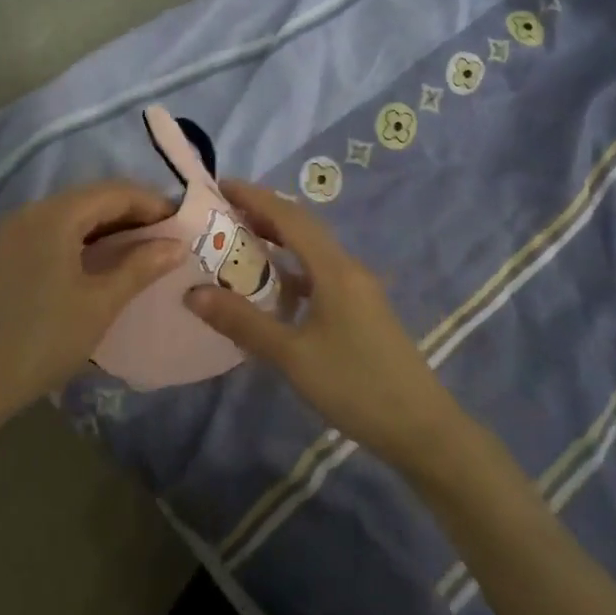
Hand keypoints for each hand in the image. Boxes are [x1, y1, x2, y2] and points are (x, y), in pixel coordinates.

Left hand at [0, 180, 183, 425]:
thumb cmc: (39, 340)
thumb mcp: (98, 304)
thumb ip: (139, 268)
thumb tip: (176, 244)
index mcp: (56, 214)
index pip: (115, 191)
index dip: (154, 203)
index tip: (186, 223)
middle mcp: (33, 212)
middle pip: (94, 198)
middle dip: (135, 214)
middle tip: (170, 238)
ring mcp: (16, 233)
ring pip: (75, 216)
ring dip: (111, 228)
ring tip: (146, 252)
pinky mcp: (8, 255)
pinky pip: (57, 233)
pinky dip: (87, 241)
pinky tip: (106, 264)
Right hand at [185, 181, 462, 470]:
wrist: (422, 429)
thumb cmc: (355, 386)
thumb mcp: (292, 356)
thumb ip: (243, 322)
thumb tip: (193, 292)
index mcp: (334, 270)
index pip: (290, 217)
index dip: (255, 197)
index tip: (220, 185)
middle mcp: (349, 269)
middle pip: (303, 229)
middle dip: (263, 214)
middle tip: (222, 214)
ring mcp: (359, 291)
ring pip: (312, 253)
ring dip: (278, 242)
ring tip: (239, 244)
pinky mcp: (362, 312)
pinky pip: (320, 276)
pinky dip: (292, 272)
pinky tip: (273, 291)